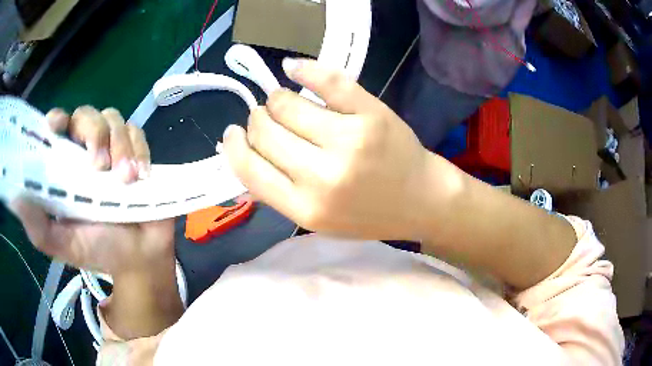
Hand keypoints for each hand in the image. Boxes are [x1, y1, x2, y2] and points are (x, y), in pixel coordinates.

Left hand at [10, 107, 174, 275]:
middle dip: (95, 134)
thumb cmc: (97, 251)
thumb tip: (14, 199)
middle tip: (101, 167)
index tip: (56, 126)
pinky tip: (141, 175)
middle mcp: (85, 151)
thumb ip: (38, 226)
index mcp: (64, 167)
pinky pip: (137, 132)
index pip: (57, 127)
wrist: (138, 258)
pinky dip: (139, 149)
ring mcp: (112, 149)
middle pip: (87, 114)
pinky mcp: (136, 152)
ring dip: (121, 146)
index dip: (57, 119)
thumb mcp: (63, 245)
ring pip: (114, 119)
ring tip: (127, 180)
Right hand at [223, 59, 459, 239]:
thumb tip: (243, 152)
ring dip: (277, 99)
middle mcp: (324, 175)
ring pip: (286, 103)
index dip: (234, 146)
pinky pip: (328, 80)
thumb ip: (278, 192)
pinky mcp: (372, 113)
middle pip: (265, 130)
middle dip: (258, 120)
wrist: (420, 200)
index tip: (233, 134)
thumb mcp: (316, 220)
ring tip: (285, 102)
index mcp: (306, 208)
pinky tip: (293, 68)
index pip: (249, 168)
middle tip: (266, 118)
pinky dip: (305, 70)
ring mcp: (350, 139)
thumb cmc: (368, 214)